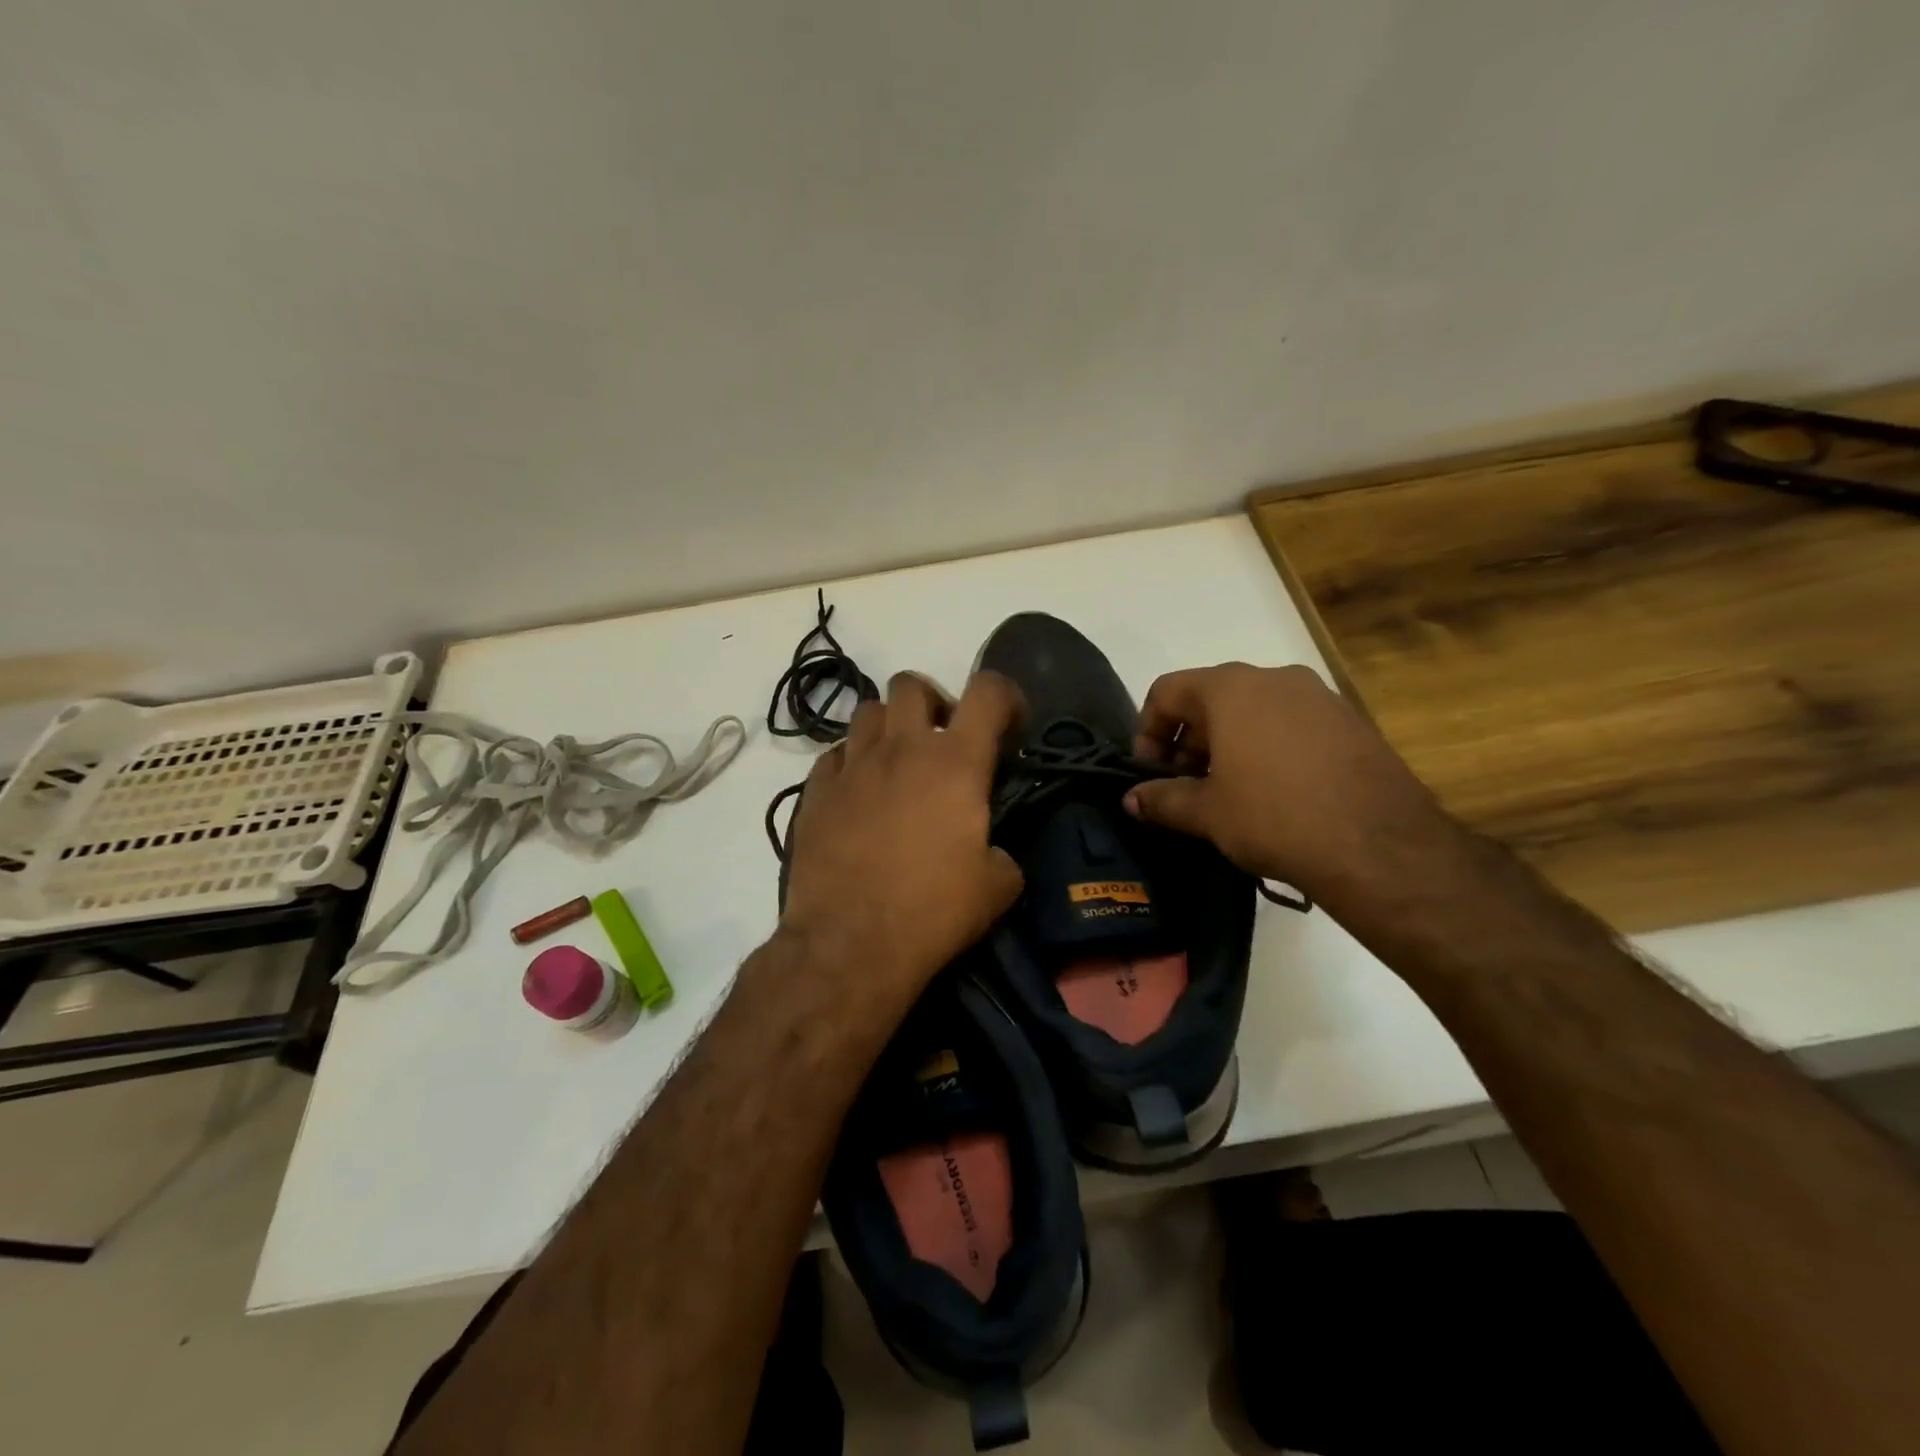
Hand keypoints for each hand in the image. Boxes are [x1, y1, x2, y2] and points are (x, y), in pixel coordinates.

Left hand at [780, 670, 1024, 1008]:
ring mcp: (852, 767)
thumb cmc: (932, 911)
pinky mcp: (815, 792)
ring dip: (889, 728)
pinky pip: (834, 755)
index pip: (988, 691)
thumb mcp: (997, 888)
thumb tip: (992, 852)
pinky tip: (859, 795)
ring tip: (898, 765)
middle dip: (934, 702)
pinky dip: (851, 763)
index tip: (1010, 728)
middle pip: (911, 684)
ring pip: (868, 711)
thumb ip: (1003, 854)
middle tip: (943, 742)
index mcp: (955, 762)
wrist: (850, 944)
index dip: (1006, 697)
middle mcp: (902, 749)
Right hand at [1124, 663, 1457, 910]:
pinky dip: (1268, 749)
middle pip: (1211, 698)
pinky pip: (1292, 726)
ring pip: (1254, 711)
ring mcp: (1320, 697)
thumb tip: (1131, 800)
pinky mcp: (1351, 723)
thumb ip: (1162, 799)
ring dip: (1228, 746)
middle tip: (1185, 788)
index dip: (1147, 732)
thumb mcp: (1207, 812)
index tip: (1150, 774)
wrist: (1380, 847)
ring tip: (1228, 794)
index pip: (1167, 691)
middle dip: (1188, 742)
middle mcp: (1275, 678)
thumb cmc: (1274, 817)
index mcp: (1231, 688)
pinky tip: (1274, 794)